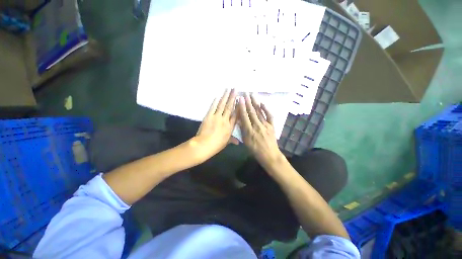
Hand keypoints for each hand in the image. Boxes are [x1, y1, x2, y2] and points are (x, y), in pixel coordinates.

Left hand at [195, 89, 237, 157]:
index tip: (240, 99)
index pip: (236, 115)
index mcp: (230, 127)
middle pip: (230, 107)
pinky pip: (213, 107)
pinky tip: (217, 96)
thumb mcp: (226, 142)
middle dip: (232, 97)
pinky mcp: (209, 116)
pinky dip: (215, 101)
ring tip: (228, 89)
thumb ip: (232, 140)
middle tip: (235, 89)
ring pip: (222, 105)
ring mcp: (216, 117)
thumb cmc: (216, 145)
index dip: (238, 106)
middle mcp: (225, 120)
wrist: (204, 145)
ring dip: (225, 96)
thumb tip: (238, 142)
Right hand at [237, 93, 283, 168]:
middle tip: (245, 94)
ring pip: (259, 112)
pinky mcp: (272, 126)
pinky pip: (270, 116)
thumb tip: (240, 120)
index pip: (244, 116)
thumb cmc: (255, 150)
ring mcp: (266, 125)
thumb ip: (243, 131)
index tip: (239, 99)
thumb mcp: (246, 142)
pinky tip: (263, 103)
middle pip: (252, 112)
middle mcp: (257, 126)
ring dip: (255, 103)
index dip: (241, 107)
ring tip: (252, 95)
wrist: (269, 155)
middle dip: (248, 102)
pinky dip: (266, 109)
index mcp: (249, 131)